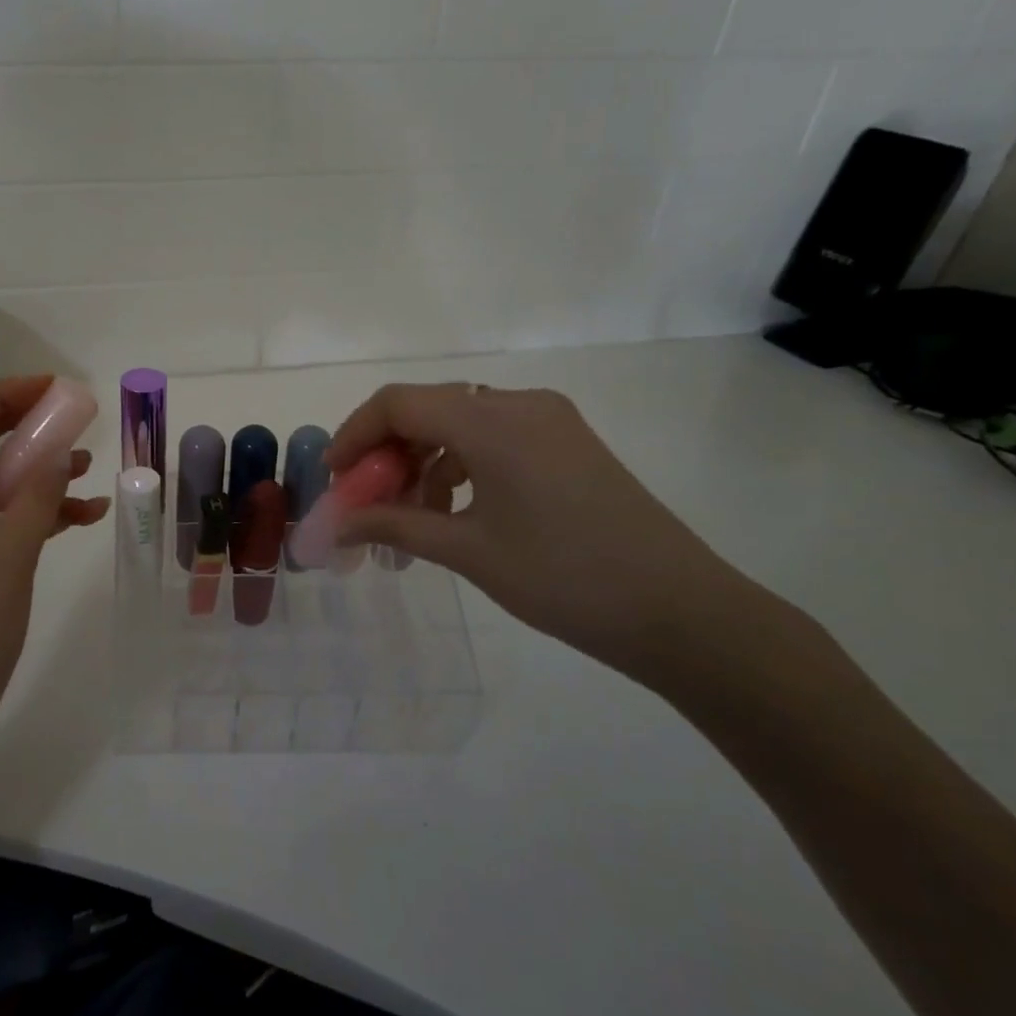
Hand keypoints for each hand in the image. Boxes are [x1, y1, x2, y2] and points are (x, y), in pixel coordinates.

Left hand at [0, 376, 108, 766]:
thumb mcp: (2, 565)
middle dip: (23, 428)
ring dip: (39, 474)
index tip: (50, 390)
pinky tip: (84, 518)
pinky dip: (42, 517)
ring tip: (89, 468)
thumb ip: (33, 504)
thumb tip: (59, 451)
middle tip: (74, 419)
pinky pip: (8, 527)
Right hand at [326, 383, 762, 682]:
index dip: (354, 434)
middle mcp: (519, 404)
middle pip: (427, 409)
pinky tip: (452, 512)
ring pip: (459, 425)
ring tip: (406, 520)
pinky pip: (492, 439)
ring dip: (422, 464)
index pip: (399, 403)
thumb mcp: (468, 551)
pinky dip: (459, 467)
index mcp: (493, 421)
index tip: (334, 477)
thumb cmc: (564, 578)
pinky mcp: (566, 443)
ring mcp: (548, 422)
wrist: (681, 612)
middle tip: (365, 503)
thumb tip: (336, 525)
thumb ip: (394, 526)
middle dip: (386, 454)